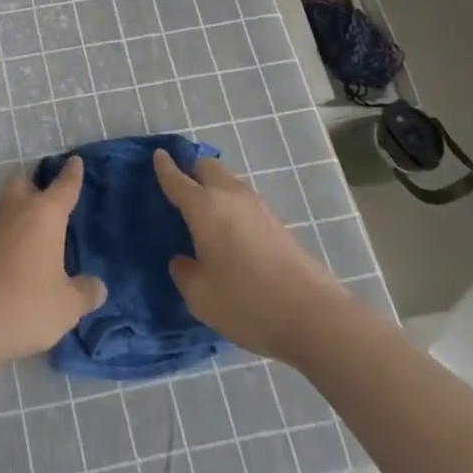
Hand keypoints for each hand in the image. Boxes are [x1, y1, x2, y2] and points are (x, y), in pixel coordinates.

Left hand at [0, 158, 106, 372]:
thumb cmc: (25, 305)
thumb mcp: (66, 306)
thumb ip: (85, 293)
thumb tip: (97, 286)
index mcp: (44, 215)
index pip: (64, 187)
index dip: (72, 174)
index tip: (74, 160)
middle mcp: (17, 210)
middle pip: (24, 182)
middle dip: (35, 184)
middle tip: (50, 198)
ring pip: (8, 203)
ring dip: (20, 208)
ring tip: (37, 229)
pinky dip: (10, 233)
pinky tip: (18, 255)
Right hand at [154, 149, 346, 363]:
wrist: (314, 316)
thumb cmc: (247, 302)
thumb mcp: (200, 296)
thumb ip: (184, 272)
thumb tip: (183, 260)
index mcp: (204, 206)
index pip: (177, 178)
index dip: (164, 167)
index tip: (157, 156)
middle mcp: (230, 196)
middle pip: (207, 167)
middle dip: (192, 171)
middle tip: (182, 190)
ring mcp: (257, 207)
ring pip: (228, 182)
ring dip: (214, 188)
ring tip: (205, 214)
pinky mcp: (277, 222)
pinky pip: (244, 201)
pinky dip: (231, 206)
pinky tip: (230, 233)